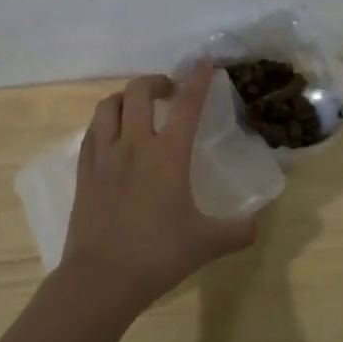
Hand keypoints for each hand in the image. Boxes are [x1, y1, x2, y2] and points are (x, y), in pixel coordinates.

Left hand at [58, 62, 257, 312]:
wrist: (100, 280)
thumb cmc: (157, 256)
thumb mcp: (206, 244)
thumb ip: (238, 231)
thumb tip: (258, 223)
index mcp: (168, 155)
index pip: (187, 104)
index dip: (198, 79)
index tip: (205, 61)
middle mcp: (135, 145)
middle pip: (140, 91)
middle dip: (157, 81)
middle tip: (171, 91)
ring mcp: (104, 156)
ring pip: (110, 105)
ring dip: (127, 97)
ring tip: (140, 108)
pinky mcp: (84, 172)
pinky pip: (92, 132)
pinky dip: (106, 122)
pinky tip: (113, 135)